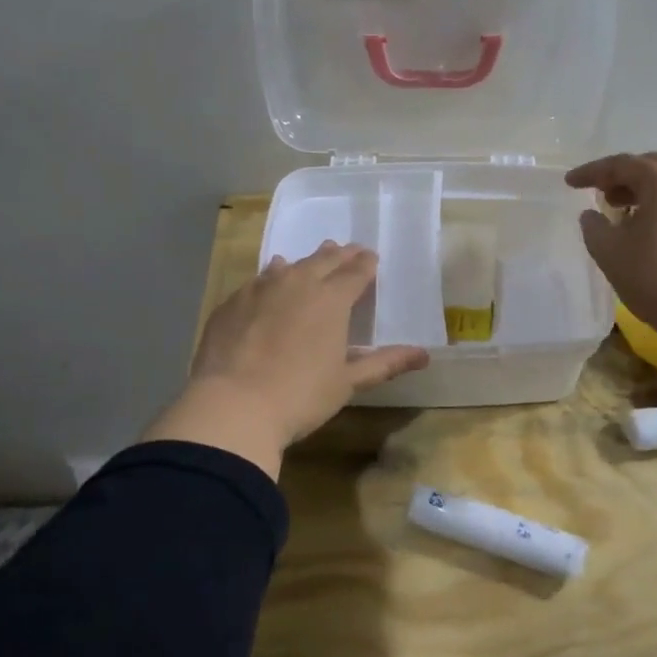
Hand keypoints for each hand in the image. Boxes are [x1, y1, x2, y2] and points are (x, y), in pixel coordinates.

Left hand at [142, 242, 429, 479]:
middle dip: (340, 255)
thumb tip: (424, 355)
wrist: (232, 406)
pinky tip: (269, 281)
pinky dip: (271, 277)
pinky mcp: (232, 303)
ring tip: (312, 260)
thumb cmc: (300, 395)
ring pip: (289, 266)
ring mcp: (260, 289)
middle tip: (349, 250)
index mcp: (331, 299)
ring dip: (305, 262)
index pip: (356, 272)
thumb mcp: (348, 382)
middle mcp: (297, 283)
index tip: (372, 259)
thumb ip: (384, 363)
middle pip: (323, 261)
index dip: (366, 264)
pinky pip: (258, 280)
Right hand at [566, 152, 656, 346]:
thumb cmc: (654, 276)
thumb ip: (593, 226)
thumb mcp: (609, 251)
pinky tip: (647, 230)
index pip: (621, 164)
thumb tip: (592, 215)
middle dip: (621, 177)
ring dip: (642, 192)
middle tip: (599, 192)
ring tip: (620, 211)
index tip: (569, 183)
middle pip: (651, 168)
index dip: (591, 172)